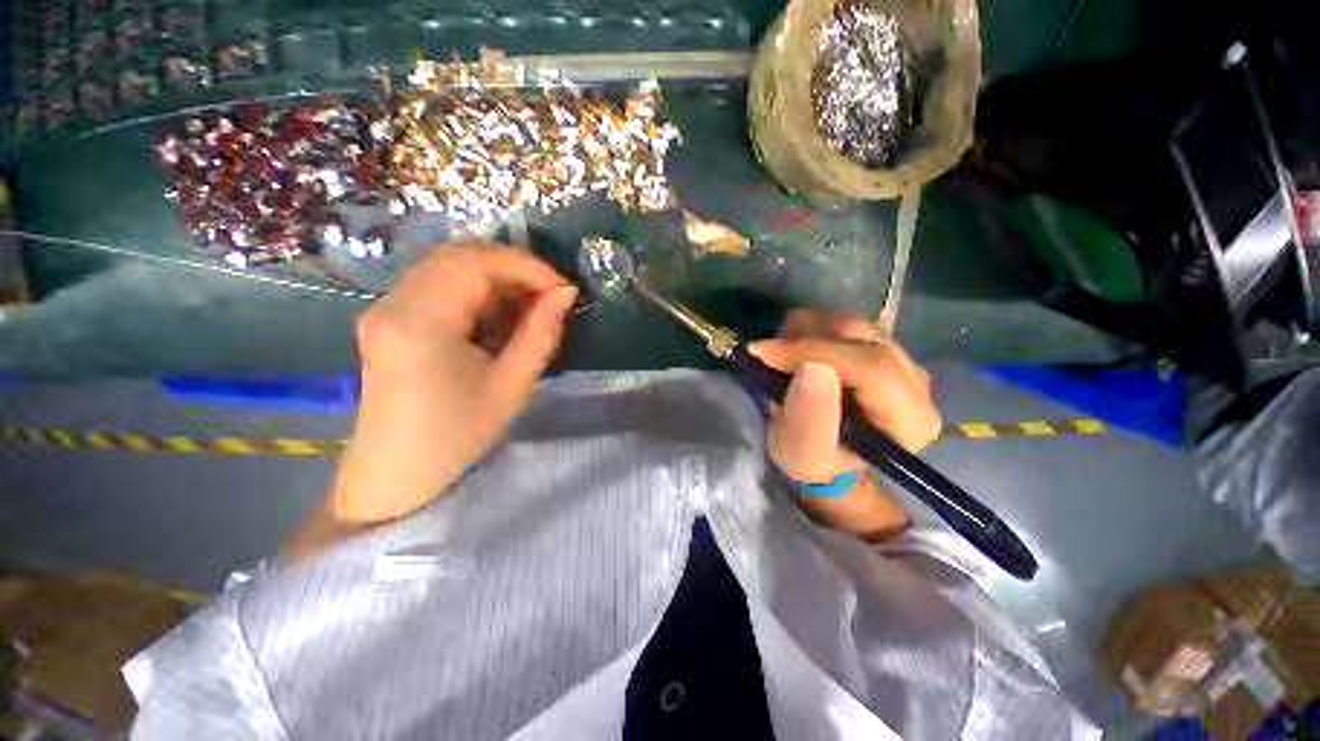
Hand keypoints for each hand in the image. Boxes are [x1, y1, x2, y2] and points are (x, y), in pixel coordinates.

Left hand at [330, 245, 576, 525]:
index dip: (526, 266)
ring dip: (495, 277)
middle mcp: (393, 303)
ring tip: (528, 306)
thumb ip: (542, 333)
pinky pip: (437, 284)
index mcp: (421, 323)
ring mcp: (384, 307)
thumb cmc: (457, 435)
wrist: (395, 472)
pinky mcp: (387, 317)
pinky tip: (497, 316)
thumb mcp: (512, 385)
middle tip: (548, 295)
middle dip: (513, 267)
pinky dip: (475, 290)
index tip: (562, 288)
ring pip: (447, 266)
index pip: (476, 264)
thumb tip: (565, 294)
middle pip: (459, 256)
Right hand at [748, 310, 940, 539]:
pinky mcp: (884, 348)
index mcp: (909, 420)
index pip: (871, 367)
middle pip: (863, 337)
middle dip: (806, 338)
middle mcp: (917, 384)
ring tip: (780, 354)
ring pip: (853, 324)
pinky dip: (813, 328)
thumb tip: (813, 367)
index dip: (814, 351)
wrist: (824, 453)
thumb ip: (810, 418)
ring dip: (807, 331)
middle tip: (768, 353)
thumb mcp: (803, 454)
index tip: (764, 352)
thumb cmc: (813, 461)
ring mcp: (903, 360)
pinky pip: (847, 324)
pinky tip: (796, 349)